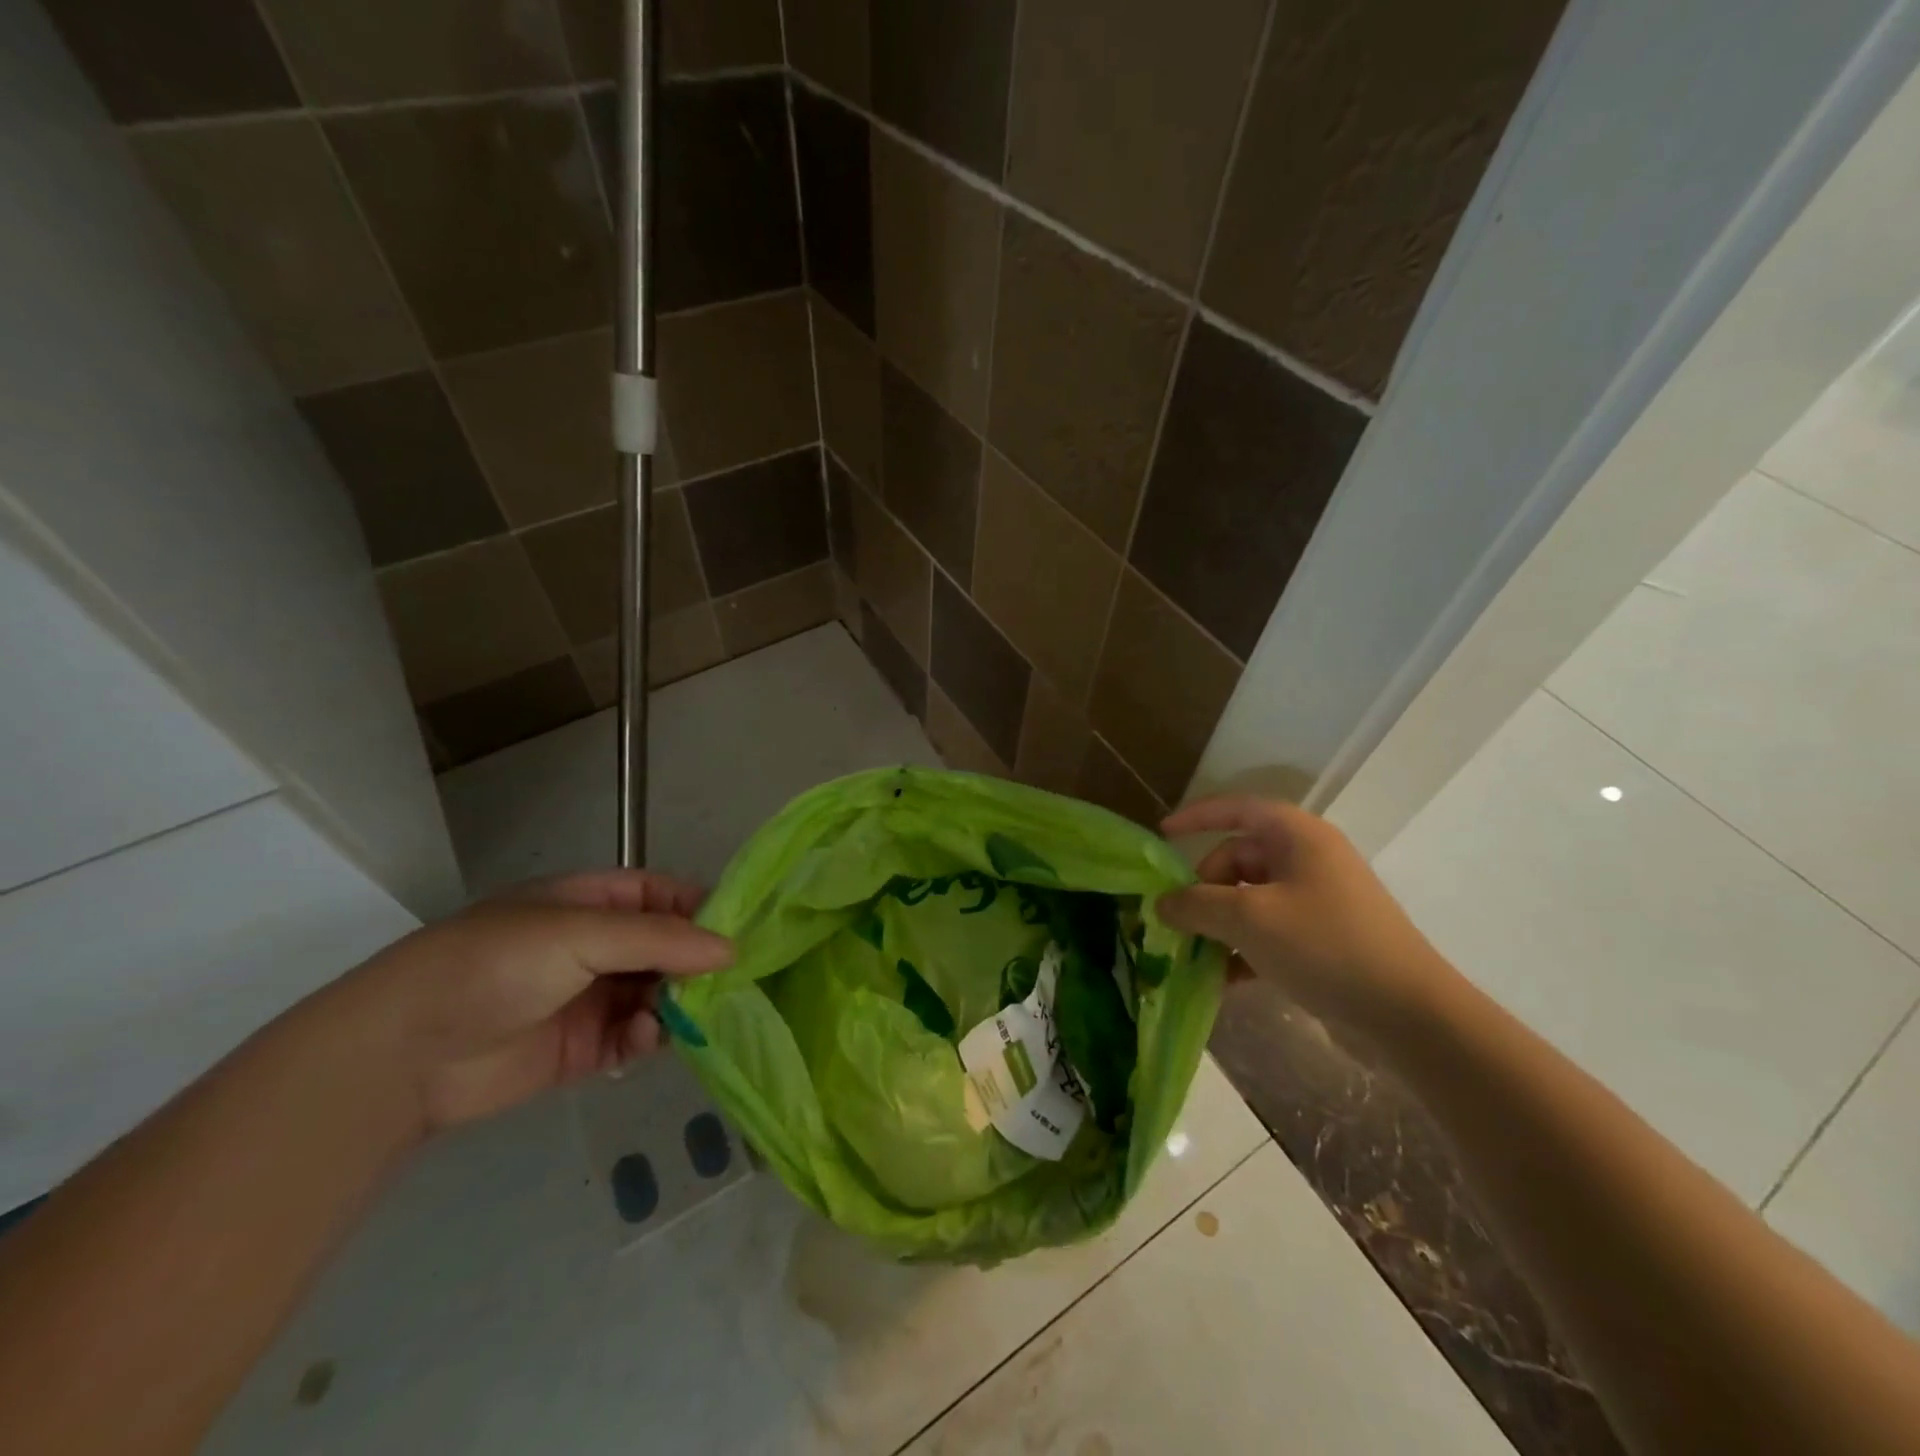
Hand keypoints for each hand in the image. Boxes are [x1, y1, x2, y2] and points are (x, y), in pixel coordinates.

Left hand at [326, 870, 732, 1135]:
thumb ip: (661, 939)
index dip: (700, 909)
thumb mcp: (582, 934)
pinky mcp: (580, 1048)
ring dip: (674, 1003)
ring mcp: (587, 997)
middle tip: (726, 983)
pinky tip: (644, 1040)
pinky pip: (633, 1038)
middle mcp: (593, 945)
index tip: (739, 932)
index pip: (662, 895)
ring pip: (655, 994)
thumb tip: (731, 949)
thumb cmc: (496, 964)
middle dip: (694, 964)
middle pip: (665, 948)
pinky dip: (647, 1038)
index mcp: (589, 901)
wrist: (404, 1052)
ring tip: (681, 1016)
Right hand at [1157, 796, 1454, 1037]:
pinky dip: (1243, 947)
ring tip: (1194, 954)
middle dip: (1204, 888)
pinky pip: (1269, 929)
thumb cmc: (1325, 946)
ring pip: (1250, 898)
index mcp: (1298, 837)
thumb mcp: (1249, 920)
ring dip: (1219, 923)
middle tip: (1179, 921)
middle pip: (1239, 858)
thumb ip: (1197, 905)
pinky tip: (1224, 979)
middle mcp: (1309, 860)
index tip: (1162, 834)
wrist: (1409, 1014)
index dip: (1198, 816)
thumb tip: (1162, 903)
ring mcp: (1318, 900)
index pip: (1238, 809)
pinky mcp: (1324, 937)